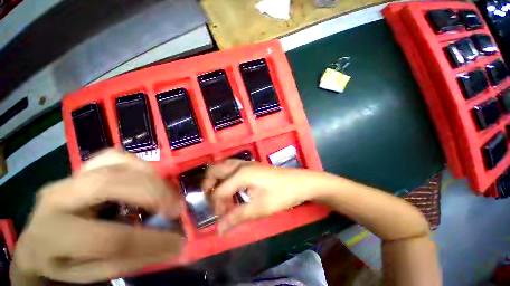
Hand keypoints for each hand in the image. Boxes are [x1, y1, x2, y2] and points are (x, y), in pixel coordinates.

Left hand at [11, 150, 183, 283]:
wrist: (42, 238)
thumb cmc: (66, 261)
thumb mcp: (95, 272)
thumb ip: (132, 259)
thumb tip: (175, 246)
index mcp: (51, 236)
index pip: (108, 239)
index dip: (150, 241)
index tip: (179, 243)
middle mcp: (56, 198)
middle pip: (110, 185)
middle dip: (153, 194)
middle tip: (176, 208)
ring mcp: (68, 177)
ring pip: (115, 162)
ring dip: (149, 176)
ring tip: (165, 193)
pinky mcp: (82, 168)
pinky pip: (114, 156)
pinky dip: (138, 164)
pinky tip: (148, 177)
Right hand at [202, 160, 320, 233]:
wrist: (299, 182)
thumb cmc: (281, 194)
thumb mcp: (259, 208)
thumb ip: (237, 217)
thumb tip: (219, 230)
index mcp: (240, 174)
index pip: (218, 191)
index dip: (217, 207)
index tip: (223, 219)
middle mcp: (240, 165)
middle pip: (213, 171)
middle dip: (208, 186)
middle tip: (213, 202)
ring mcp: (245, 163)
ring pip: (221, 166)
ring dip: (216, 179)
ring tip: (220, 195)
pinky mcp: (251, 165)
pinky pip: (230, 167)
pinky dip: (225, 176)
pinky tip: (231, 187)